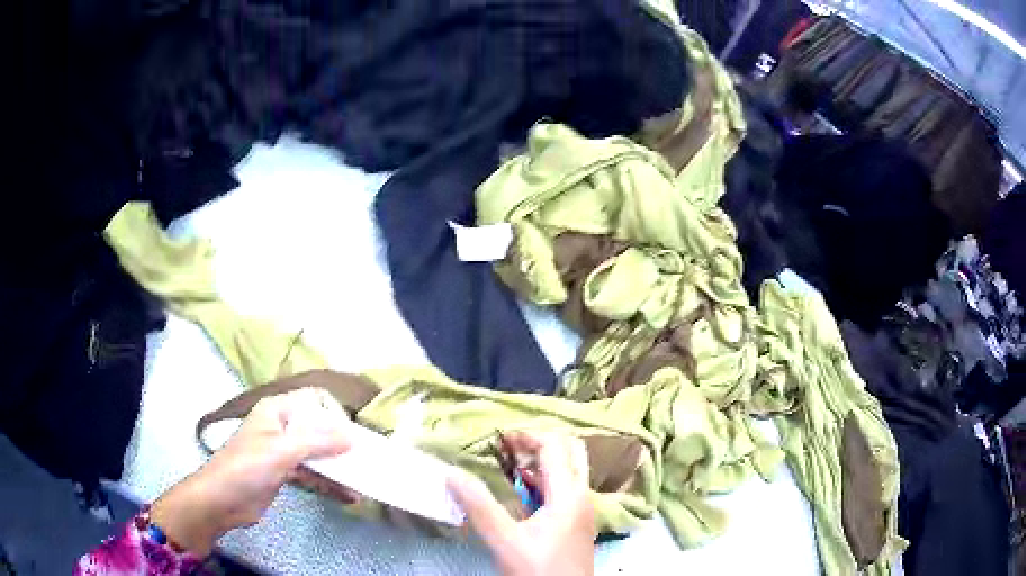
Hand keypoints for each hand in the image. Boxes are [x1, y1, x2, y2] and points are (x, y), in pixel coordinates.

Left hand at [151, 387, 352, 555]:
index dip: (335, 414)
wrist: (222, 501)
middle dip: (341, 444)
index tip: (354, 436)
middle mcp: (282, 426)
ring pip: (317, 454)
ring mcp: (283, 451)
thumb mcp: (281, 451)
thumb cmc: (247, 467)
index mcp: (277, 410)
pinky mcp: (285, 473)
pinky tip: (349, 497)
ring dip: (338, 468)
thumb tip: (352, 437)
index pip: (313, 400)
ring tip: (364, 481)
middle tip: (367, 460)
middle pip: (318, 429)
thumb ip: (316, 442)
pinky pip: (313, 474)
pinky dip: (329, 484)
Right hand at [447, 433, 595, 575]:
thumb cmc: (538, 571)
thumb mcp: (505, 541)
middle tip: (509, 448)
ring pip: (569, 471)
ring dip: (542, 462)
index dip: (526, 436)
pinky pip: (565, 490)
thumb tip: (453, 474)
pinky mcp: (577, 523)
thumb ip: (480, 507)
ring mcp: (582, 510)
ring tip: (510, 465)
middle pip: (570, 452)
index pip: (554, 446)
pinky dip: (545, 481)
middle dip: (540, 443)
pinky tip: (522, 494)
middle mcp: (582, 496)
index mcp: (569, 495)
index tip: (498, 439)